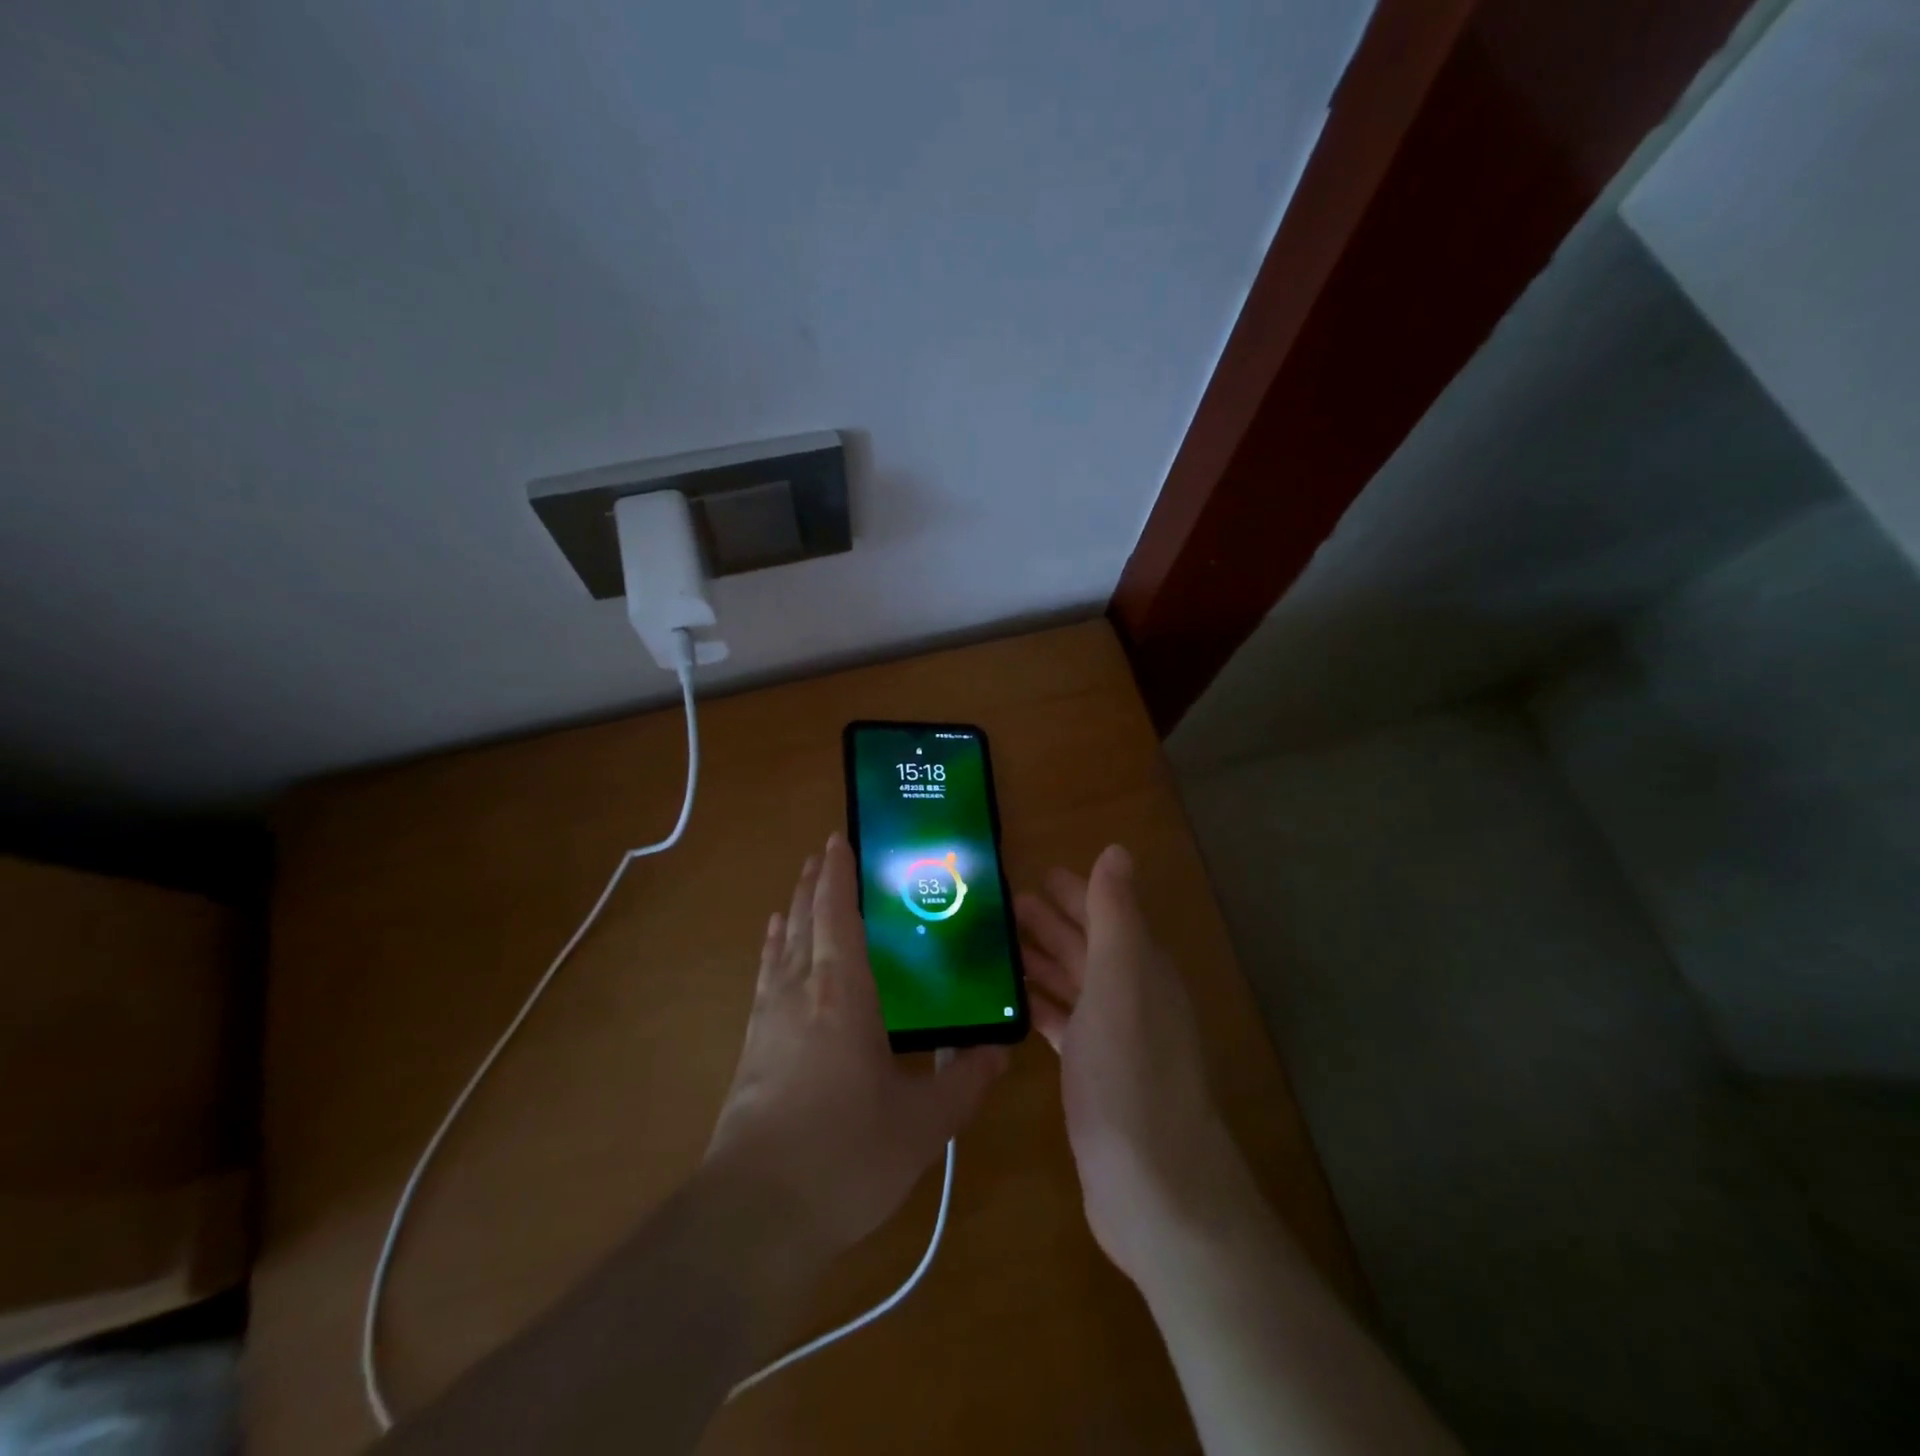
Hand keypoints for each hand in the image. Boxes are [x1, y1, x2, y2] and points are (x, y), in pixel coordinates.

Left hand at [703, 832, 1007, 1253]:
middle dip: (813, 883)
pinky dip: (772, 950)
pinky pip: (764, 978)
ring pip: (780, 946)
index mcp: (844, 993)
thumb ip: (965, 1082)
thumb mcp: (923, 1124)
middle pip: (803, 920)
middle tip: (825, 853)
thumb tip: (999, 1051)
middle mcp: (801, 991)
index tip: (840, 839)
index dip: (838, 874)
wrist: (755, 1215)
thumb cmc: (846, 1156)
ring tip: (799, 888)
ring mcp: (769, 1019)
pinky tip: (773, 948)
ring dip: (791, 910)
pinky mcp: (751, 1049)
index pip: (836, 914)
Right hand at [1017, 845, 1247, 1285]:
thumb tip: (1117, 851)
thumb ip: (1115, 915)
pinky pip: (1063, 1023)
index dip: (1072, 891)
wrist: (1154, 1187)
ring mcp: (1114, 1037)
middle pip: (1087, 946)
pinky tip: (1010, 1003)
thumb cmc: (1131, 1073)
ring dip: (1039, 961)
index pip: (1105, 913)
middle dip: (1048, 923)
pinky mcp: (1094, 1074)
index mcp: (1142, 968)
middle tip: (999, 906)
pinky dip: (1039, 1006)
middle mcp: (1132, 996)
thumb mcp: (1120, 981)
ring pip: (1073, 983)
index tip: (1030, 874)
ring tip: (995, 948)